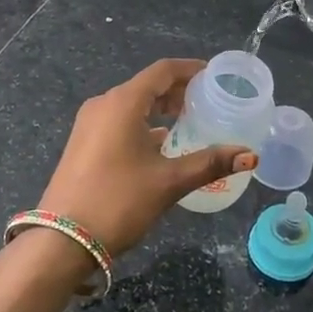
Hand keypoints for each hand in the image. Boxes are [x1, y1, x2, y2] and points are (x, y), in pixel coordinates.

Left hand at [36, 59, 256, 259]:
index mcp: (123, 102)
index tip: (215, 75)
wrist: (61, 241)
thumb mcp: (168, 182)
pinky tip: (160, 145)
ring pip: (131, 104)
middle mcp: (103, 105)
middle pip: (146, 86)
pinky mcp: (83, 144)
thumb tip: (250, 155)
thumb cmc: (118, 201)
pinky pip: (119, 121)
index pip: (162, 71)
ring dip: (159, 108)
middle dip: (177, 90)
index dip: (190, 69)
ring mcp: (89, 125)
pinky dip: (142, 124)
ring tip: (188, 121)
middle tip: (207, 101)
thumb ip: (210, 163)